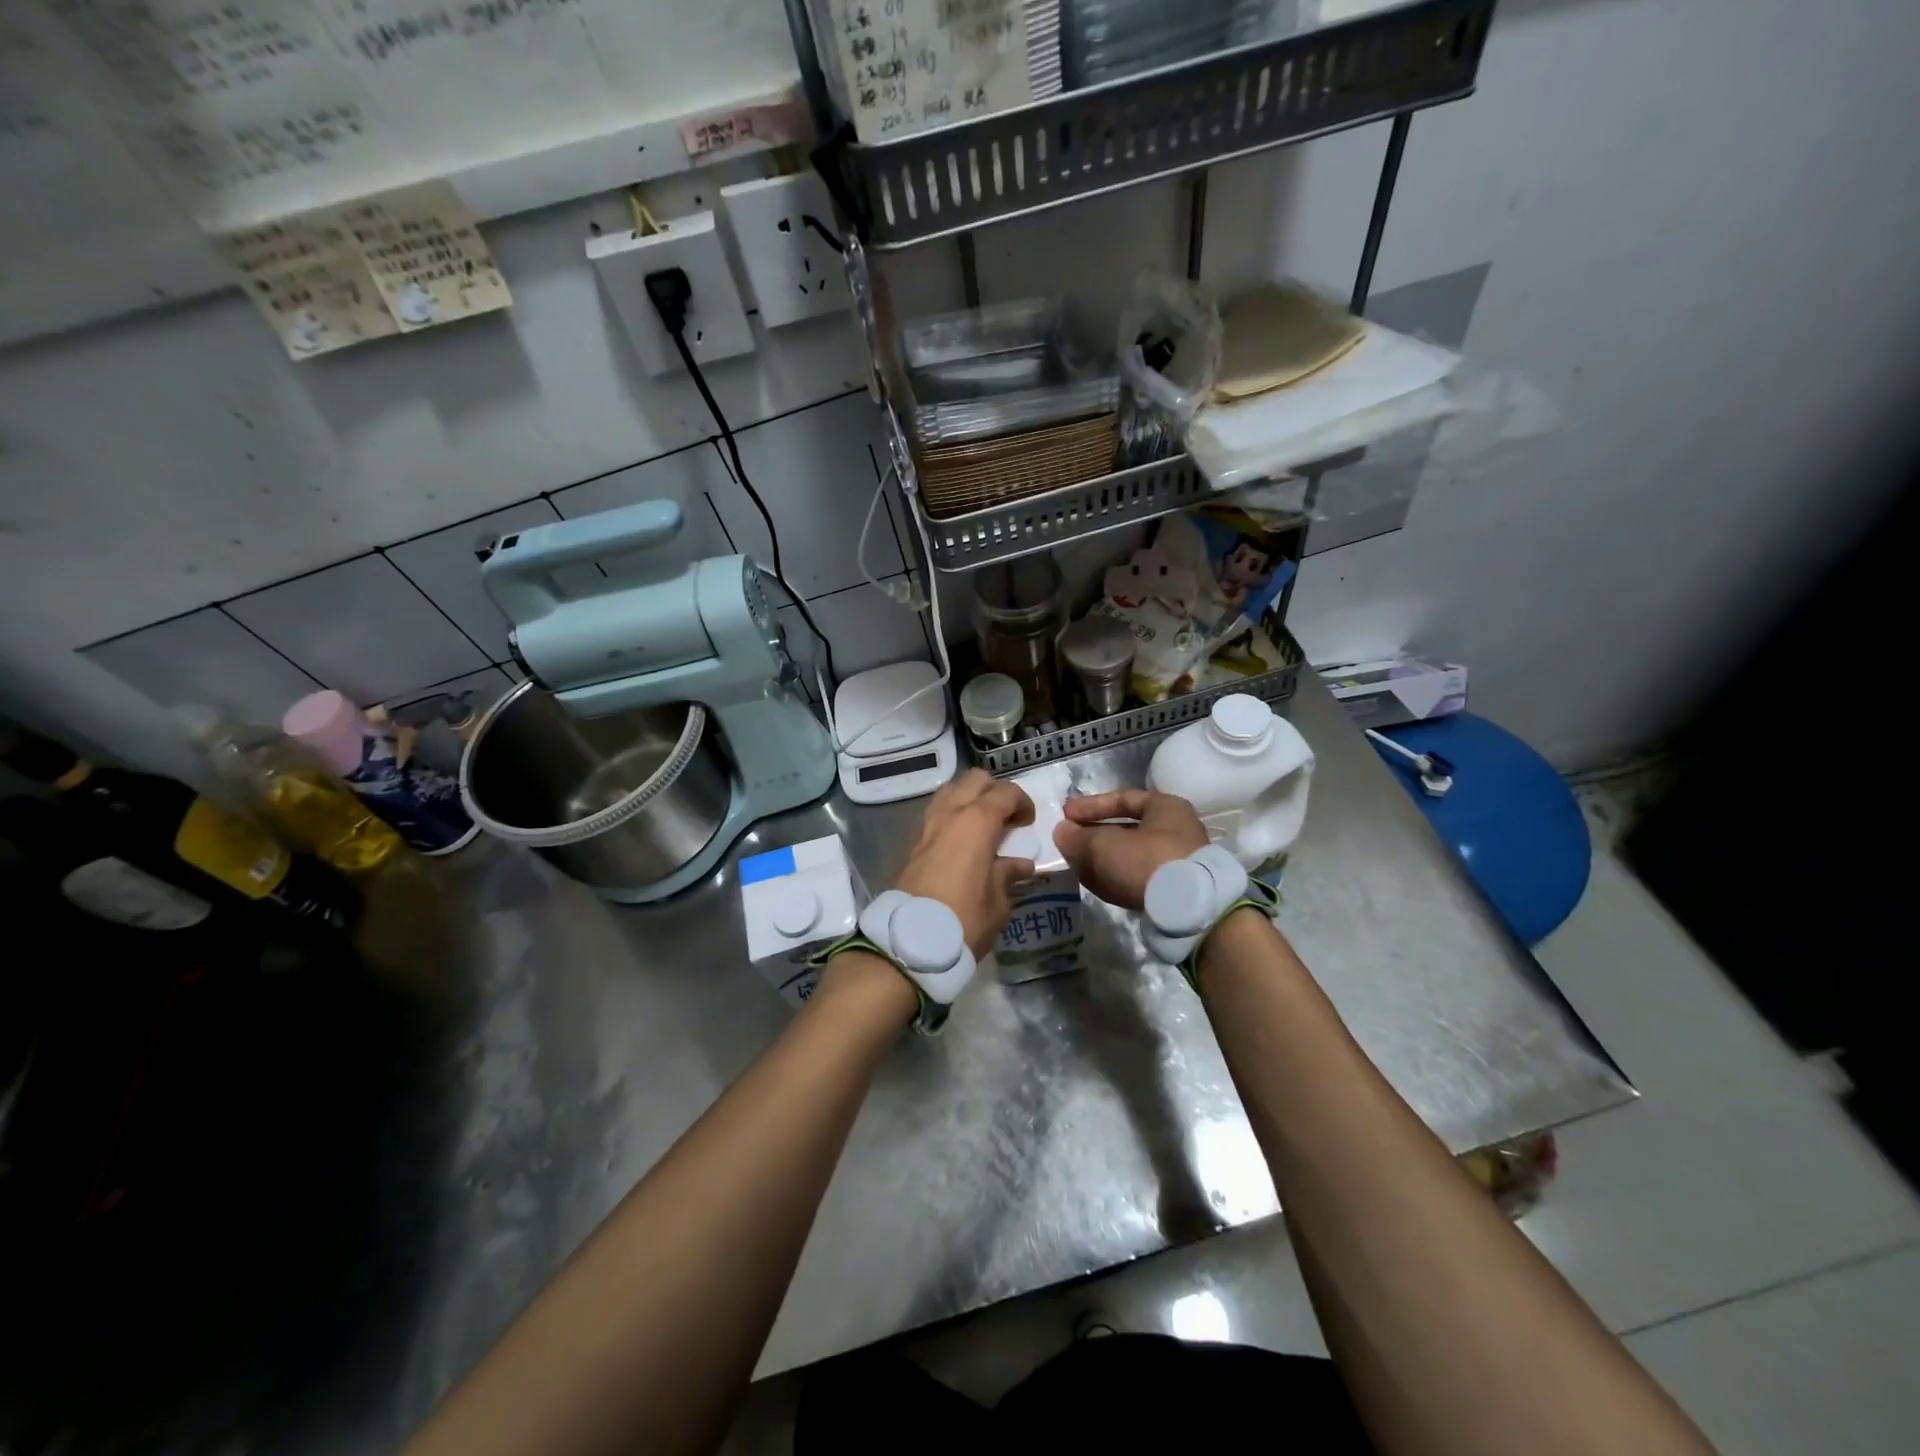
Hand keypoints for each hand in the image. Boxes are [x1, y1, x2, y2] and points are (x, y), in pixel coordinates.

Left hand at [893, 769, 1035, 957]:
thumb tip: (1020, 865)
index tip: (1028, 823)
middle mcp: (950, 813)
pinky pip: (936, 812)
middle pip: (975, 780)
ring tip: (982, 826)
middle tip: (1006, 819)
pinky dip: (952, 815)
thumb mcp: (998, 903)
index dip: (1022, 802)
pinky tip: (961, 841)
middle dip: (994, 792)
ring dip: (969, 799)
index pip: (1005, 793)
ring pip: (951, 791)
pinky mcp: (913, 842)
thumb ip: (1008, 875)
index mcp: (977, 822)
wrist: (910, 942)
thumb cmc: (964, 920)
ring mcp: (927, 825)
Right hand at [1053, 789, 1208, 910]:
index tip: (1065, 815)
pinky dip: (1114, 877)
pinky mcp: (1174, 891)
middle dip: (1094, 836)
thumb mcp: (1104, 844)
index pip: (1123, 798)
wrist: (1189, 910)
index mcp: (1166, 807)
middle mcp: (1176, 831)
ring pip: (1129, 856)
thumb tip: (1061, 832)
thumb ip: (1078, 837)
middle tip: (1068, 842)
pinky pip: (1137, 878)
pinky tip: (1094, 883)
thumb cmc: (1147, 860)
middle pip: (1126, 829)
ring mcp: (1177, 863)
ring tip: (1075, 865)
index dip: (1091, 805)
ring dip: (1102, 859)